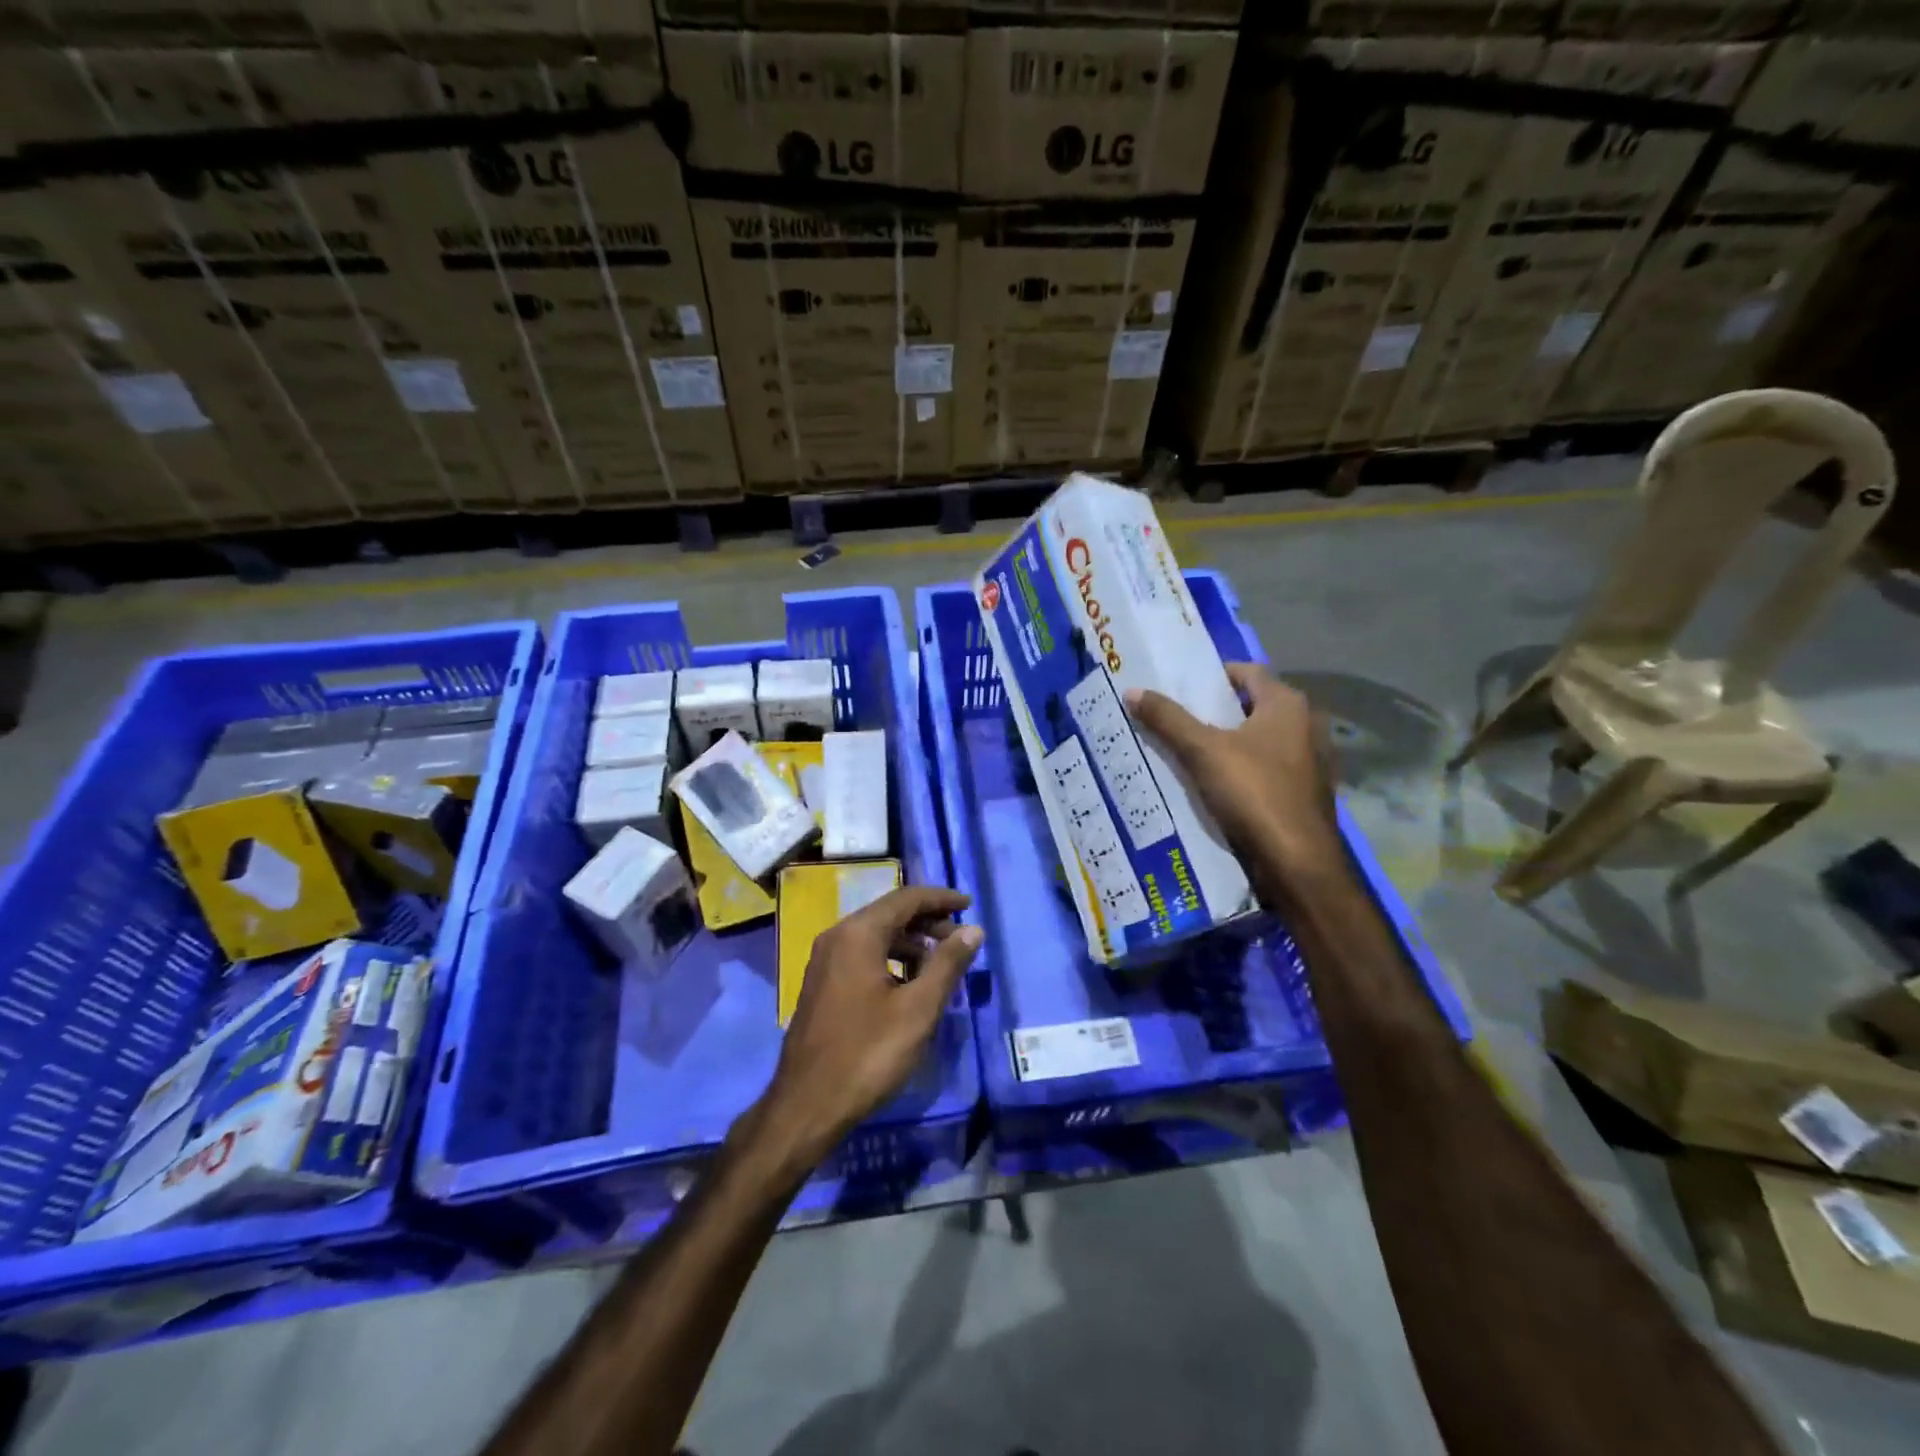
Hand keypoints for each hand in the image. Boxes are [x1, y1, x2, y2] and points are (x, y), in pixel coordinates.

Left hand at [752, 886, 982, 1173]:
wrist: (807, 1106)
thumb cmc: (867, 1053)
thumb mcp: (918, 1009)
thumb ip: (947, 964)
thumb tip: (972, 929)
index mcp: (858, 934)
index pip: (906, 898)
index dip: (941, 899)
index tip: (969, 905)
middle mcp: (837, 937)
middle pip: (890, 913)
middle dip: (928, 922)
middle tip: (960, 941)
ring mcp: (825, 961)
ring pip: (876, 936)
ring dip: (911, 943)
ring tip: (940, 967)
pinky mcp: (822, 984)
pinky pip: (862, 956)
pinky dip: (891, 960)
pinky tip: (909, 987)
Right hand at [1126, 662, 1342, 895]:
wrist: (1297, 863)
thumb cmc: (1254, 794)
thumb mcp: (1202, 752)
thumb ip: (1168, 719)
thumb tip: (1133, 690)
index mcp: (1287, 705)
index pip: (1246, 671)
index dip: (1211, 676)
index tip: (1178, 688)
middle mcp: (1306, 725)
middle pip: (1250, 706)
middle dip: (1213, 712)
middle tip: (1172, 719)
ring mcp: (1309, 761)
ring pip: (1257, 740)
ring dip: (1225, 743)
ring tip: (1184, 752)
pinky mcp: (1304, 792)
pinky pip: (1265, 769)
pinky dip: (1240, 770)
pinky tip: (1212, 785)